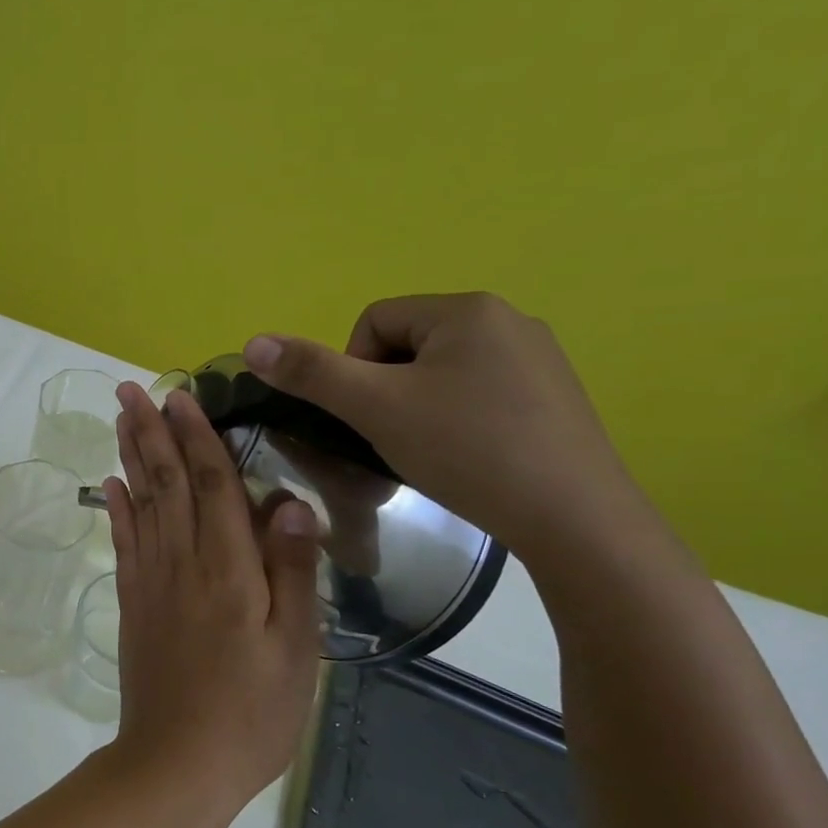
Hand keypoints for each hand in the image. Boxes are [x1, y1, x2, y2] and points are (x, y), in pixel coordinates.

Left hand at [101, 383, 322, 806]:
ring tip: (120, 419)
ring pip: (140, 503)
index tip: (182, 395)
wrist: (175, 765)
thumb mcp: (294, 649)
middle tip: (131, 388)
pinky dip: (116, 508)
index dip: (198, 436)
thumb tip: (288, 501)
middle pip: (166, 482)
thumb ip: (291, 571)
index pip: (212, 484)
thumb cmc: (250, 713)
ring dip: (130, 456)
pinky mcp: (132, 603)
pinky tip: (110, 484)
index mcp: (228, 569)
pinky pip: (123, 543)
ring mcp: (150, 581)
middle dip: (150, 431)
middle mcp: (182, 562)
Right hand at [240, 293, 648, 560]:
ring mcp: (539, 359)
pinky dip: (458, 421)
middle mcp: (509, 319)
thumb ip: (311, 373)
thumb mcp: (375, 408)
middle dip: (387, 390)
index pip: (373, 321)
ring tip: (430, 452)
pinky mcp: (555, 397)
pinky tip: (468, 458)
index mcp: (466, 309)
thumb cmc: (466, 450)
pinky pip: (480, 393)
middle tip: (395, 437)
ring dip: (418, 407)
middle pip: (407, 345)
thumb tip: (253, 342)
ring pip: (442, 372)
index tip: (369, 418)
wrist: (574, 519)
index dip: (353, 370)